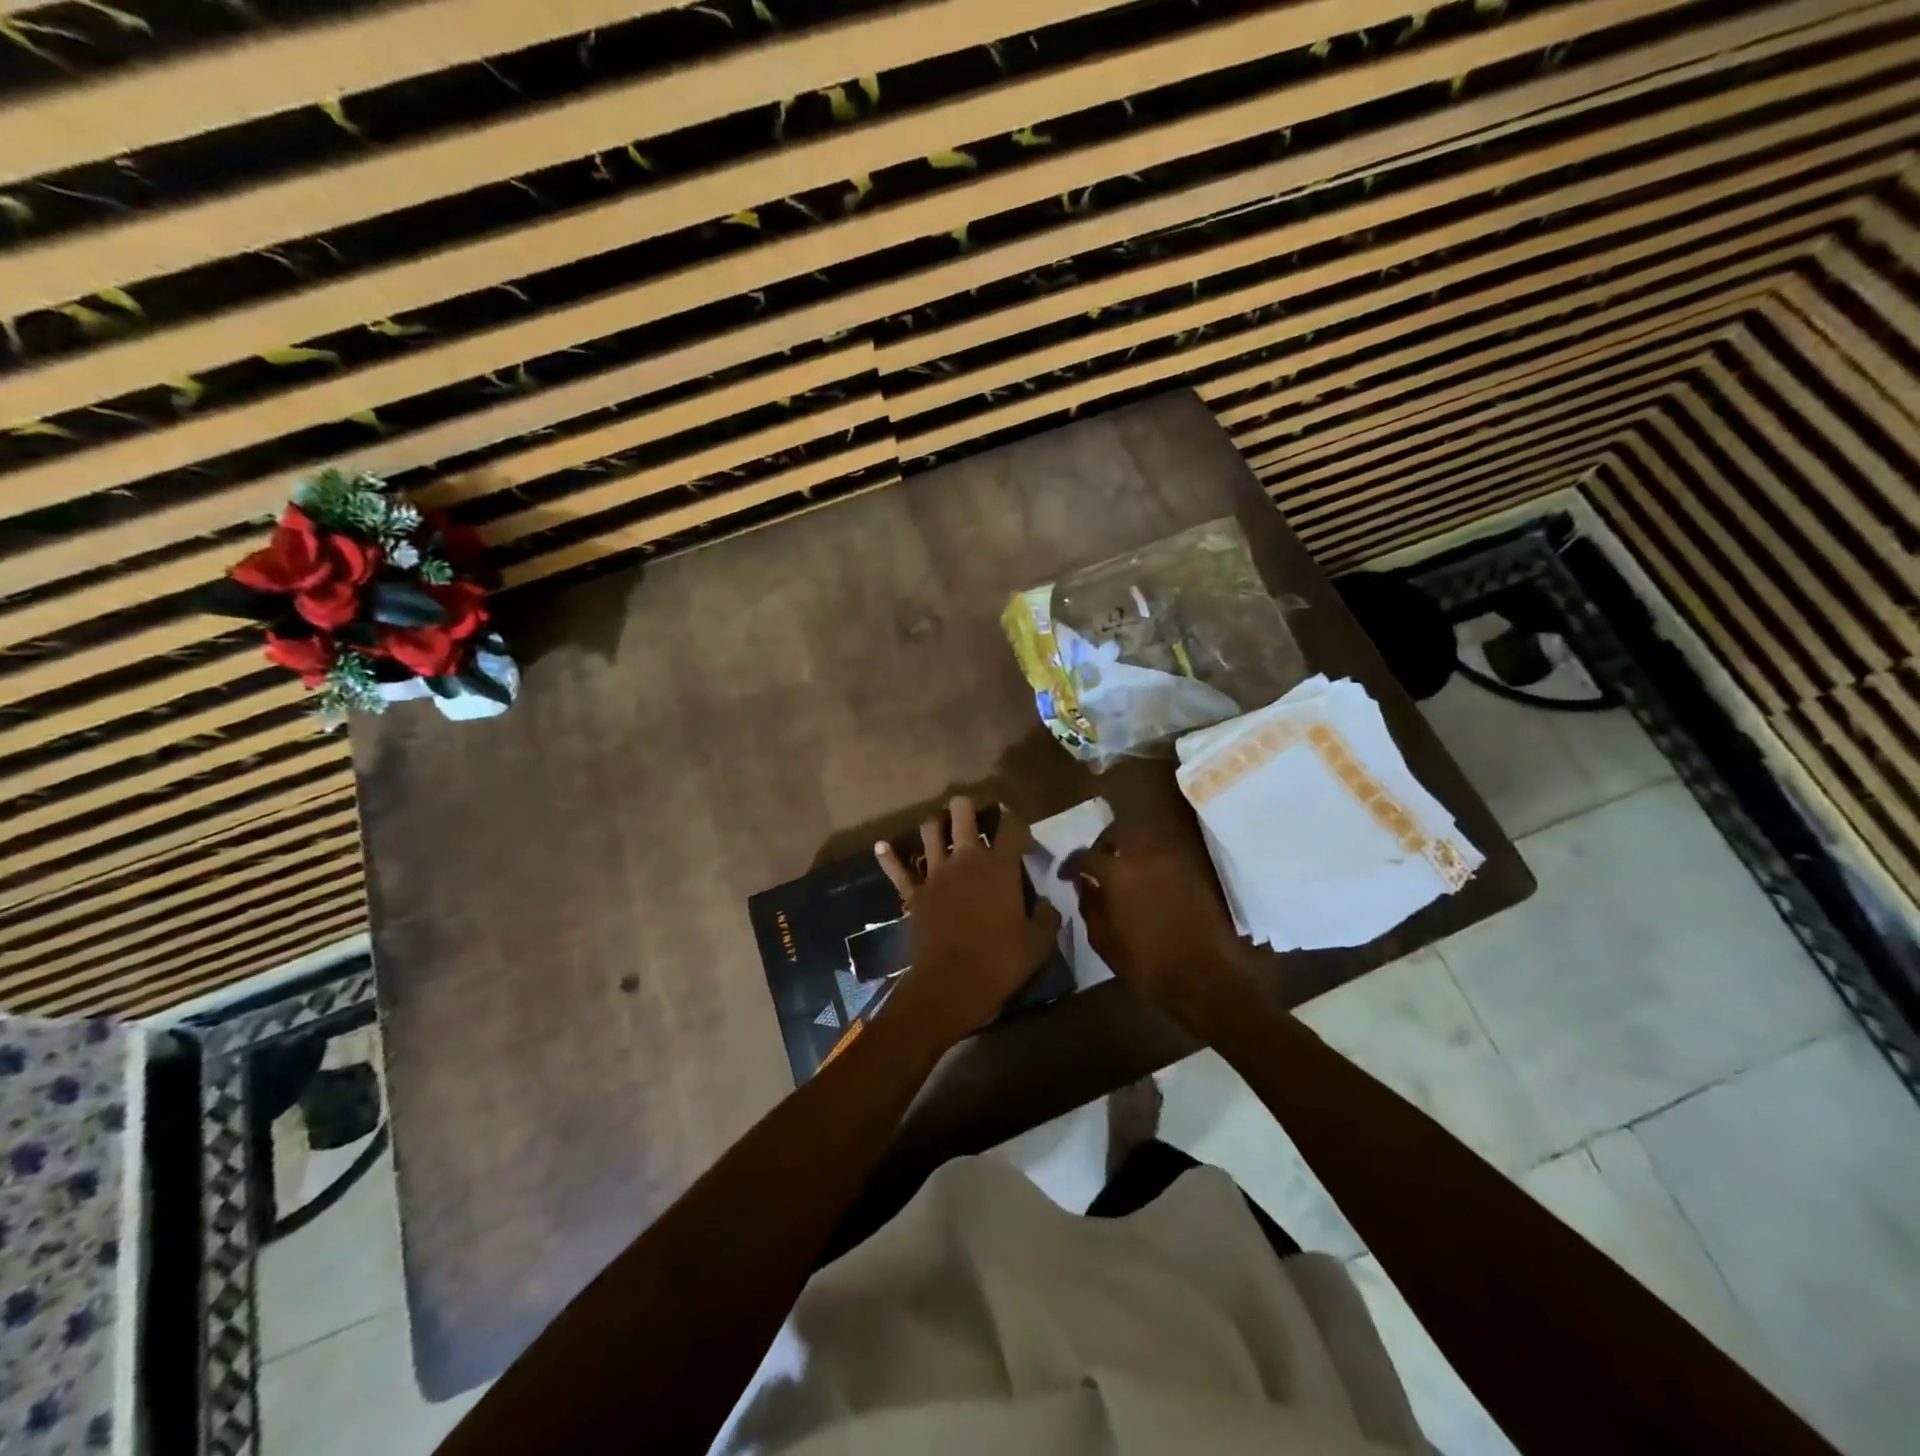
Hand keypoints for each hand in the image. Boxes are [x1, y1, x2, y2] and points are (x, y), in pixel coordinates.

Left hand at [875, 797, 1061, 1048]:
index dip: (1018, 823)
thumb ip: (1045, 917)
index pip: (1012, 828)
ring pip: (930, 831)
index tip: (1022, 835)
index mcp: (1000, 867)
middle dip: (967, 806)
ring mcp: (936, 873)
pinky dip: (889, 857)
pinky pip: (898, 870)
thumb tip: (1048, 905)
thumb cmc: (1000, 961)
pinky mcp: (914, 893)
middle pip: (963, 814)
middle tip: (973, 812)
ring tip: (941, 826)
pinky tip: (881, 846)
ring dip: (935, 824)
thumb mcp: (1037, 943)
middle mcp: (966, 860)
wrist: (952, 983)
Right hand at [1061, 824, 1256, 1031]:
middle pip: (1119, 831)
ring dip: (1129, 850)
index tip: (1065, 875)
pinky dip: (1150, 864)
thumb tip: (1085, 885)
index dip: (1071, 864)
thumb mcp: (1105, 941)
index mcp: (1118, 872)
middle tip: (1096, 864)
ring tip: (1121, 874)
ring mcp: (1173, 861)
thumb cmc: (1148, 964)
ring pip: (1144, 841)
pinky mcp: (1193, 872)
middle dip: (1103, 844)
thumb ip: (1090, 906)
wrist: (1207, 976)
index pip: (1085, 855)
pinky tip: (1145, 886)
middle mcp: (1145, 855)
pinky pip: (1163, 857)